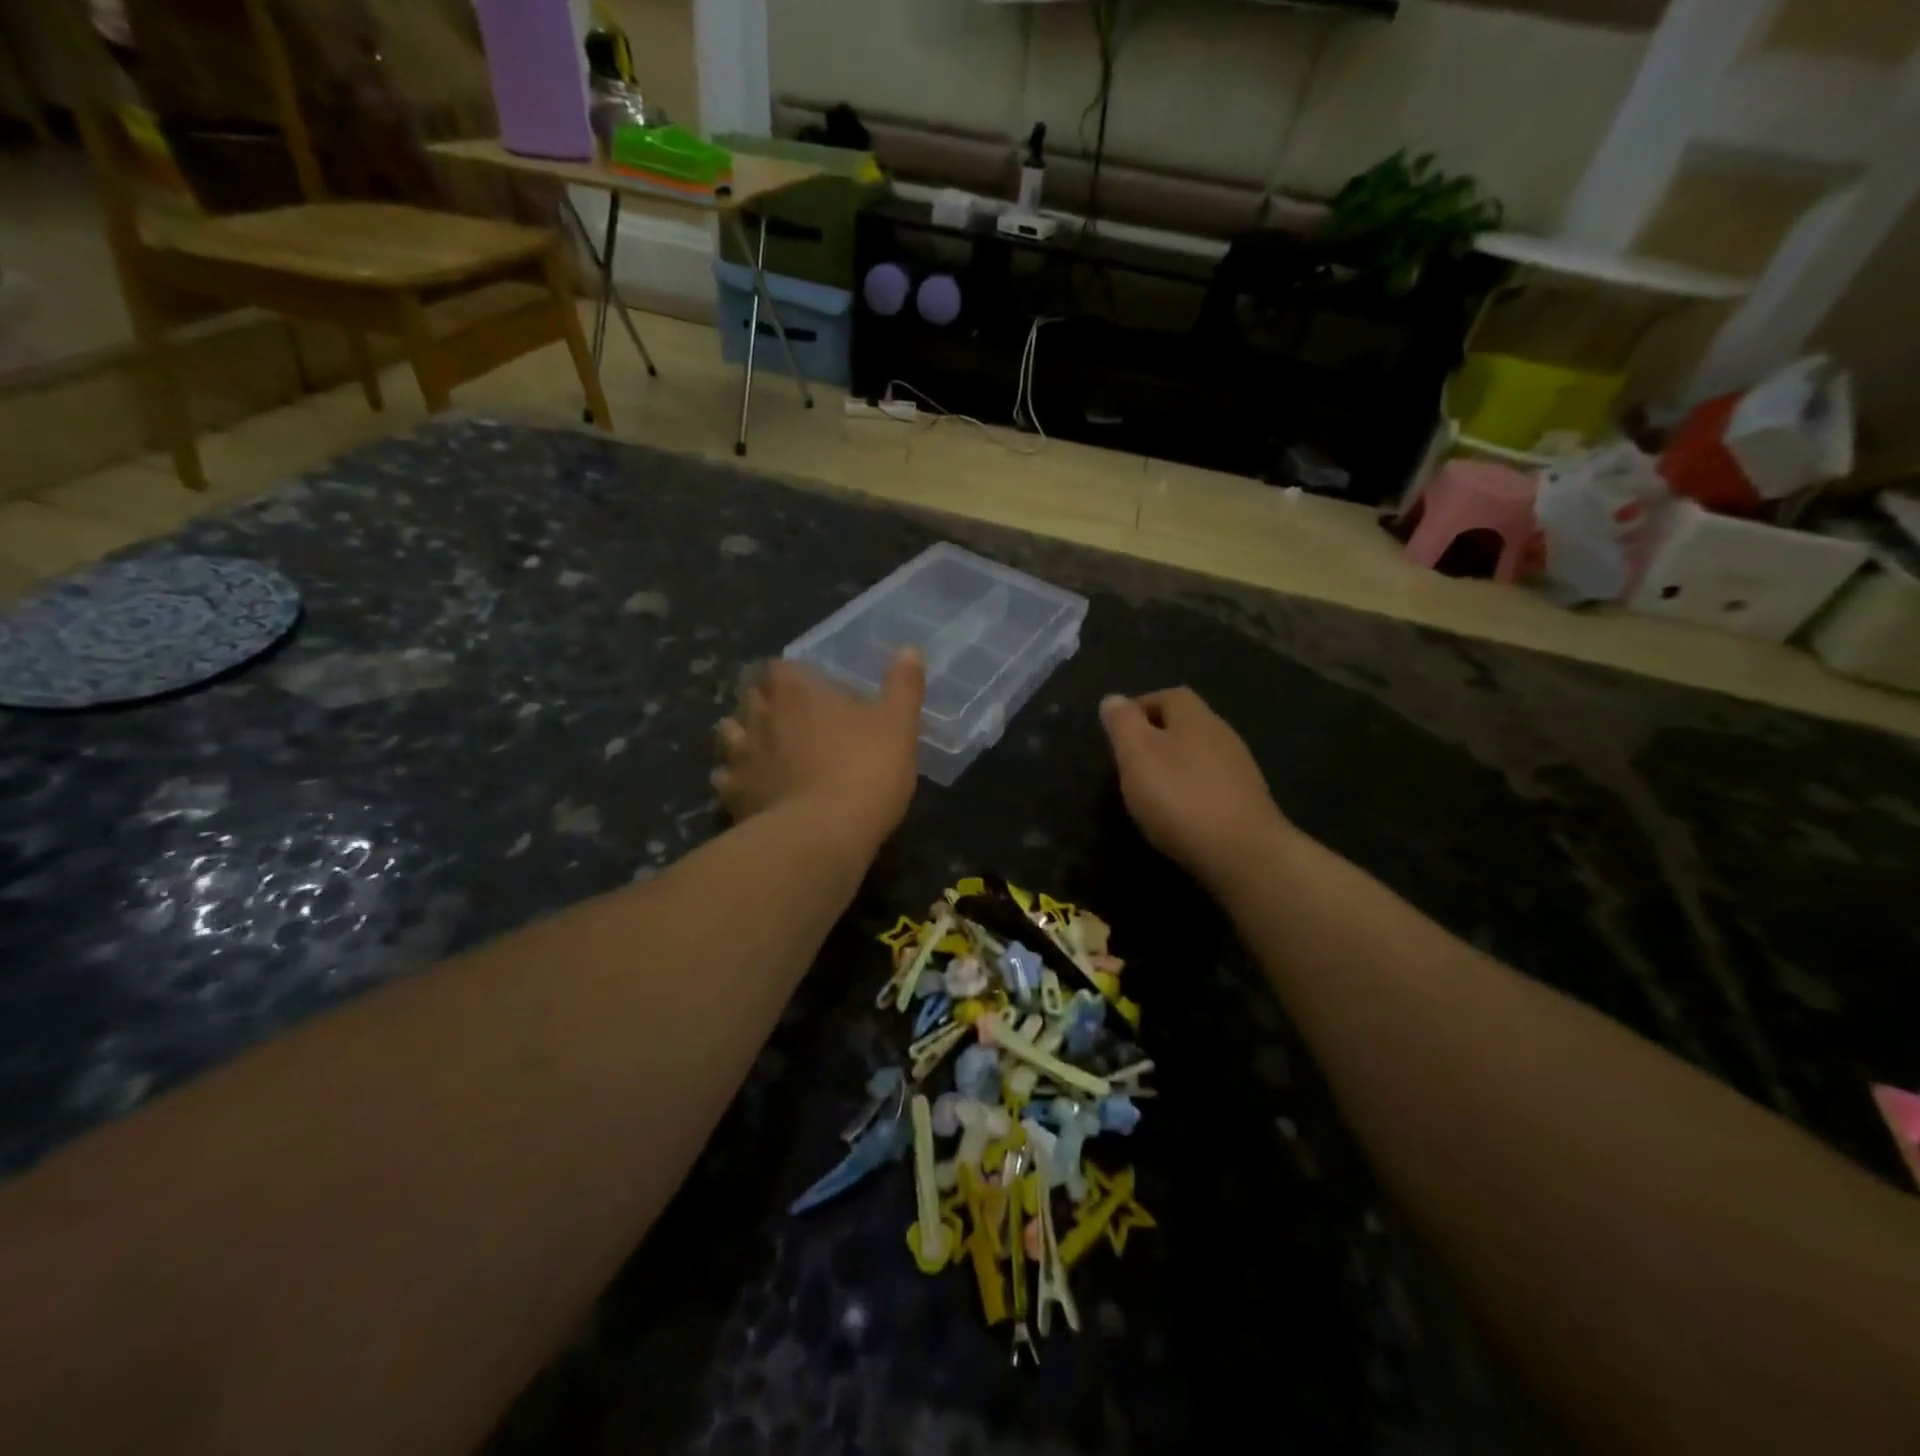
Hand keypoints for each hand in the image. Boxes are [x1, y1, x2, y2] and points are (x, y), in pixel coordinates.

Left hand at [714, 650, 924, 846]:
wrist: (822, 835)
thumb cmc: (865, 770)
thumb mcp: (899, 725)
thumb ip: (903, 686)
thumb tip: (909, 649)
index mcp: (796, 690)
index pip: (779, 667)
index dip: (792, 676)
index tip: (810, 689)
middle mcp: (760, 715)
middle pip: (750, 695)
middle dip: (764, 701)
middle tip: (789, 717)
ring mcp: (740, 755)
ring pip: (729, 733)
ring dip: (742, 736)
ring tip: (764, 749)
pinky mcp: (731, 794)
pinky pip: (724, 778)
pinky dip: (735, 779)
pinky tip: (753, 789)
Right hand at [1099, 687, 1287, 883]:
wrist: (1243, 853)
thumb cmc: (1180, 797)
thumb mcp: (1137, 754)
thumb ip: (1122, 723)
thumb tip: (1113, 699)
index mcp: (1195, 717)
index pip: (1169, 695)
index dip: (1141, 707)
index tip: (1118, 731)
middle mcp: (1222, 735)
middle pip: (1186, 725)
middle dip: (1156, 737)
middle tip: (1129, 762)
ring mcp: (1240, 769)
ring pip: (1199, 755)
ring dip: (1174, 765)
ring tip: (1150, 790)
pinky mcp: (1247, 802)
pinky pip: (1211, 784)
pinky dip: (1191, 790)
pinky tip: (1179, 814)